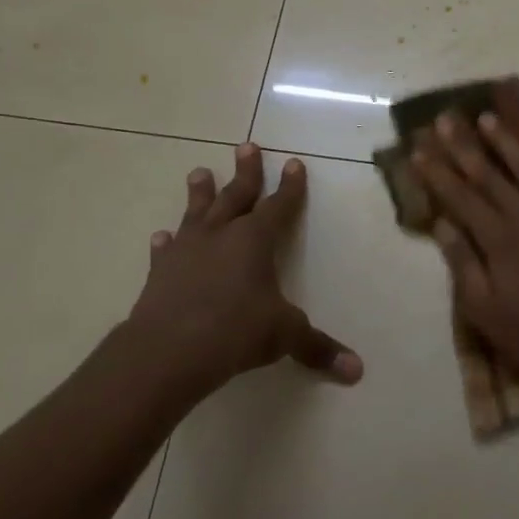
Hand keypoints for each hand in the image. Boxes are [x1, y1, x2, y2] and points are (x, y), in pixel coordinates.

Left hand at [128, 144, 361, 394]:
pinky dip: (167, 243)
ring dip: (200, 193)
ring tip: (199, 172)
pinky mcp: (160, 273)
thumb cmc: (236, 331)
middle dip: (246, 172)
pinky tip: (162, 237)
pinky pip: (166, 250)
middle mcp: (221, 236)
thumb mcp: (285, 336)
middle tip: (246, 146)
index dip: (290, 187)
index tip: (294, 163)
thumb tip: (357, 371)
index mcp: (255, 241)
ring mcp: (187, 251)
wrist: (168, 350)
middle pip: (235, 195)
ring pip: (196, 213)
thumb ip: (318, 348)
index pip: (278, 206)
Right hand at [412, 110, 518, 399]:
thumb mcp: (486, 310)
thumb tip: (440, 224)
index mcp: (498, 240)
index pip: (460, 197)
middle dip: (464, 146)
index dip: (437, 173)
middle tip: (444, 119)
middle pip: (489, 175)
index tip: (418, 150)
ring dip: (505, 141)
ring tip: (485, 118)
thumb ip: (463, 263)